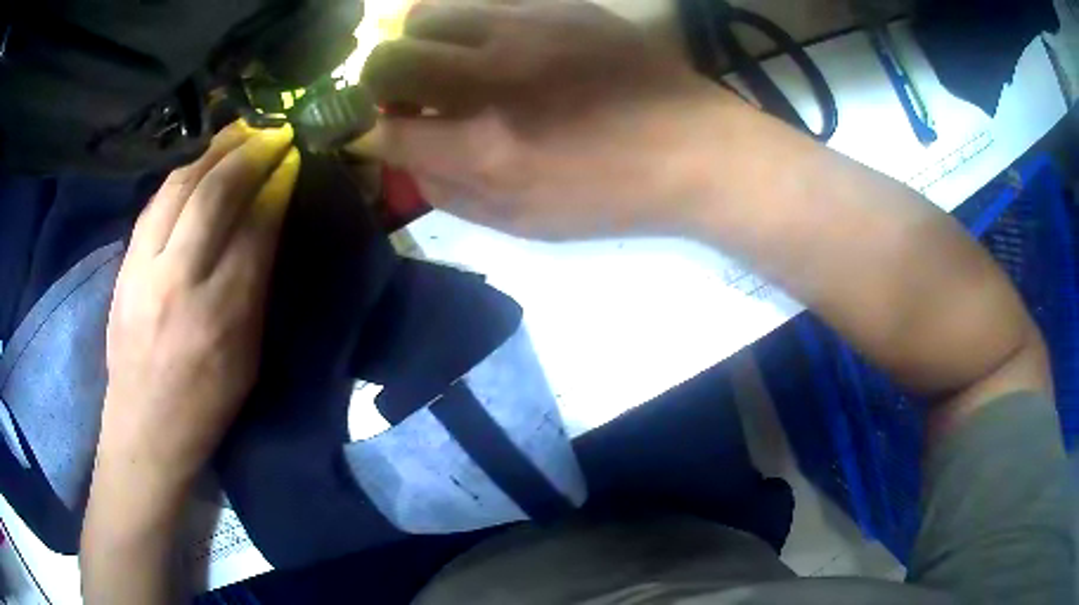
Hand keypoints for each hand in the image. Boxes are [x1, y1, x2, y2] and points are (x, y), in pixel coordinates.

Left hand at [97, 123, 298, 494]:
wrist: (144, 427)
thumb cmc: (206, 403)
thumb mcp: (248, 355)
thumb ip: (256, 284)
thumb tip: (268, 219)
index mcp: (222, 317)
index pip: (254, 227)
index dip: (276, 184)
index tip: (293, 157)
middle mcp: (179, 282)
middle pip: (214, 194)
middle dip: (249, 152)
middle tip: (272, 131)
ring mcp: (143, 268)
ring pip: (179, 186)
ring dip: (213, 150)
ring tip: (239, 129)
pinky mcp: (124, 264)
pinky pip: (155, 201)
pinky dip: (183, 171)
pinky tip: (199, 159)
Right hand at [355, 0, 747, 239]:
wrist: (695, 149)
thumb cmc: (611, 196)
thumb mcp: (523, 222)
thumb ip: (448, 191)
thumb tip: (402, 156)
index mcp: (483, 149)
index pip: (381, 132)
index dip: (365, 134)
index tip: (372, 133)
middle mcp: (490, 79)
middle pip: (385, 61)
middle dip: (377, 84)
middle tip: (404, 97)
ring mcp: (524, 30)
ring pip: (424, 15)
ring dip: (418, 44)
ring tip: (446, 64)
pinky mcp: (556, 6)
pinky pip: (480, 3)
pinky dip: (467, 27)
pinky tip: (495, 47)